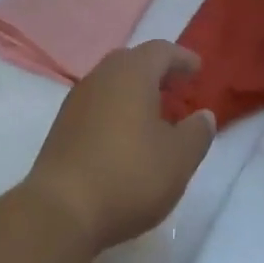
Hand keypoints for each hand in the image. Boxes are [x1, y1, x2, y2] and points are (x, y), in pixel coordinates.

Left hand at [23, 42, 215, 257]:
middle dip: (157, 72)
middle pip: (133, 61)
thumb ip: (197, 133)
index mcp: (132, 72)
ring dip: (135, 92)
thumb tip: (203, 116)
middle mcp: (102, 76)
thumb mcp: (179, 158)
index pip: (161, 50)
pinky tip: (126, 137)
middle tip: (177, 89)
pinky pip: (97, 104)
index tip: (198, 69)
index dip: (182, 58)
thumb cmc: (128, 175)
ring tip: (154, 115)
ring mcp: (77, 100)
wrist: (60, 211)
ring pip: (112, 83)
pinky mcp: (62, 126)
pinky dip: (116, 110)